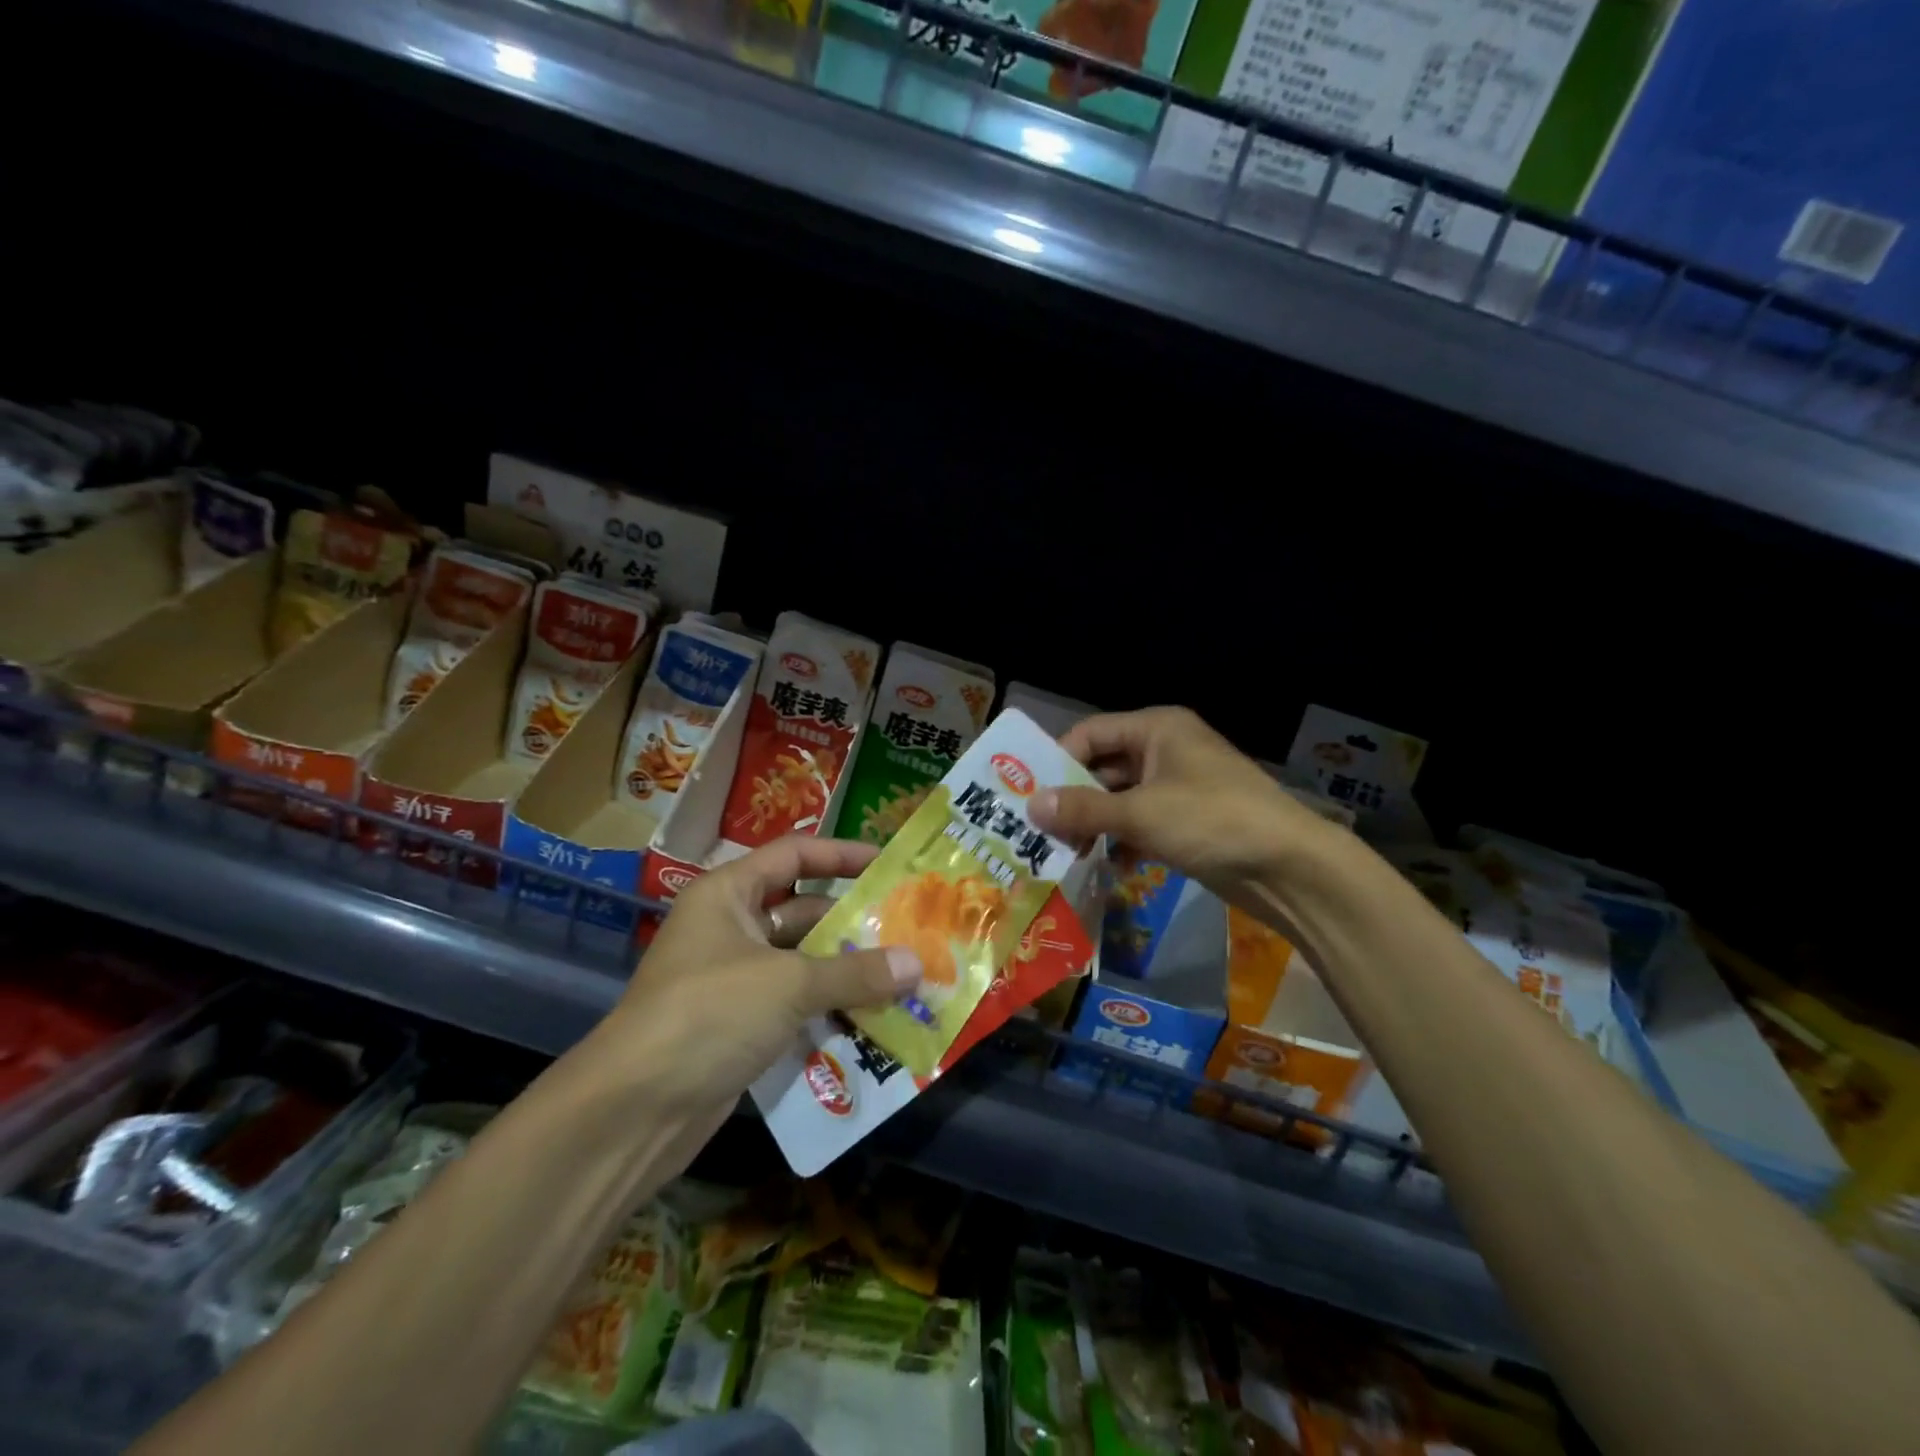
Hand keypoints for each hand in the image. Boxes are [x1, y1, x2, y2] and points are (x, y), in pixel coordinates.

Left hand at [595, 836, 921, 1126]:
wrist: (633, 1111)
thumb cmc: (709, 1014)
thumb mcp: (789, 984)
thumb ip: (856, 972)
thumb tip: (917, 963)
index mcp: (728, 895)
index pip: (793, 855)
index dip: (841, 854)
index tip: (887, 864)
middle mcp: (730, 928)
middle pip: (802, 911)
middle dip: (853, 922)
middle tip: (908, 929)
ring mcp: (734, 980)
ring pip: (802, 963)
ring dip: (846, 970)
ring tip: (904, 975)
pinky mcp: (739, 1026)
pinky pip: (794, 1004)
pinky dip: (829, 1008)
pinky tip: (873, 1018)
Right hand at [1029, 706, 1335, 908]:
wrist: (1290, 867)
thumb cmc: (1212, 821)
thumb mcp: (1140, 813)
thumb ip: (1082, 809)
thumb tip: (1030, 806)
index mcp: (1156, 729)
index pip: (1091, 734)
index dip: (1057, 760)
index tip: (1027, 794)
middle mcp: (1165, 750)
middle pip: (1103, 767)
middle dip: (1073, 798)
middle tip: (1040, 830)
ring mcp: (1179, 787)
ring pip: (1120, 799)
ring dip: (1094, 823)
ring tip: (1067, 852)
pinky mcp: (1188, 821)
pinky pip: (1141, 823)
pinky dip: (1122, 841)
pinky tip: (1107, 865)